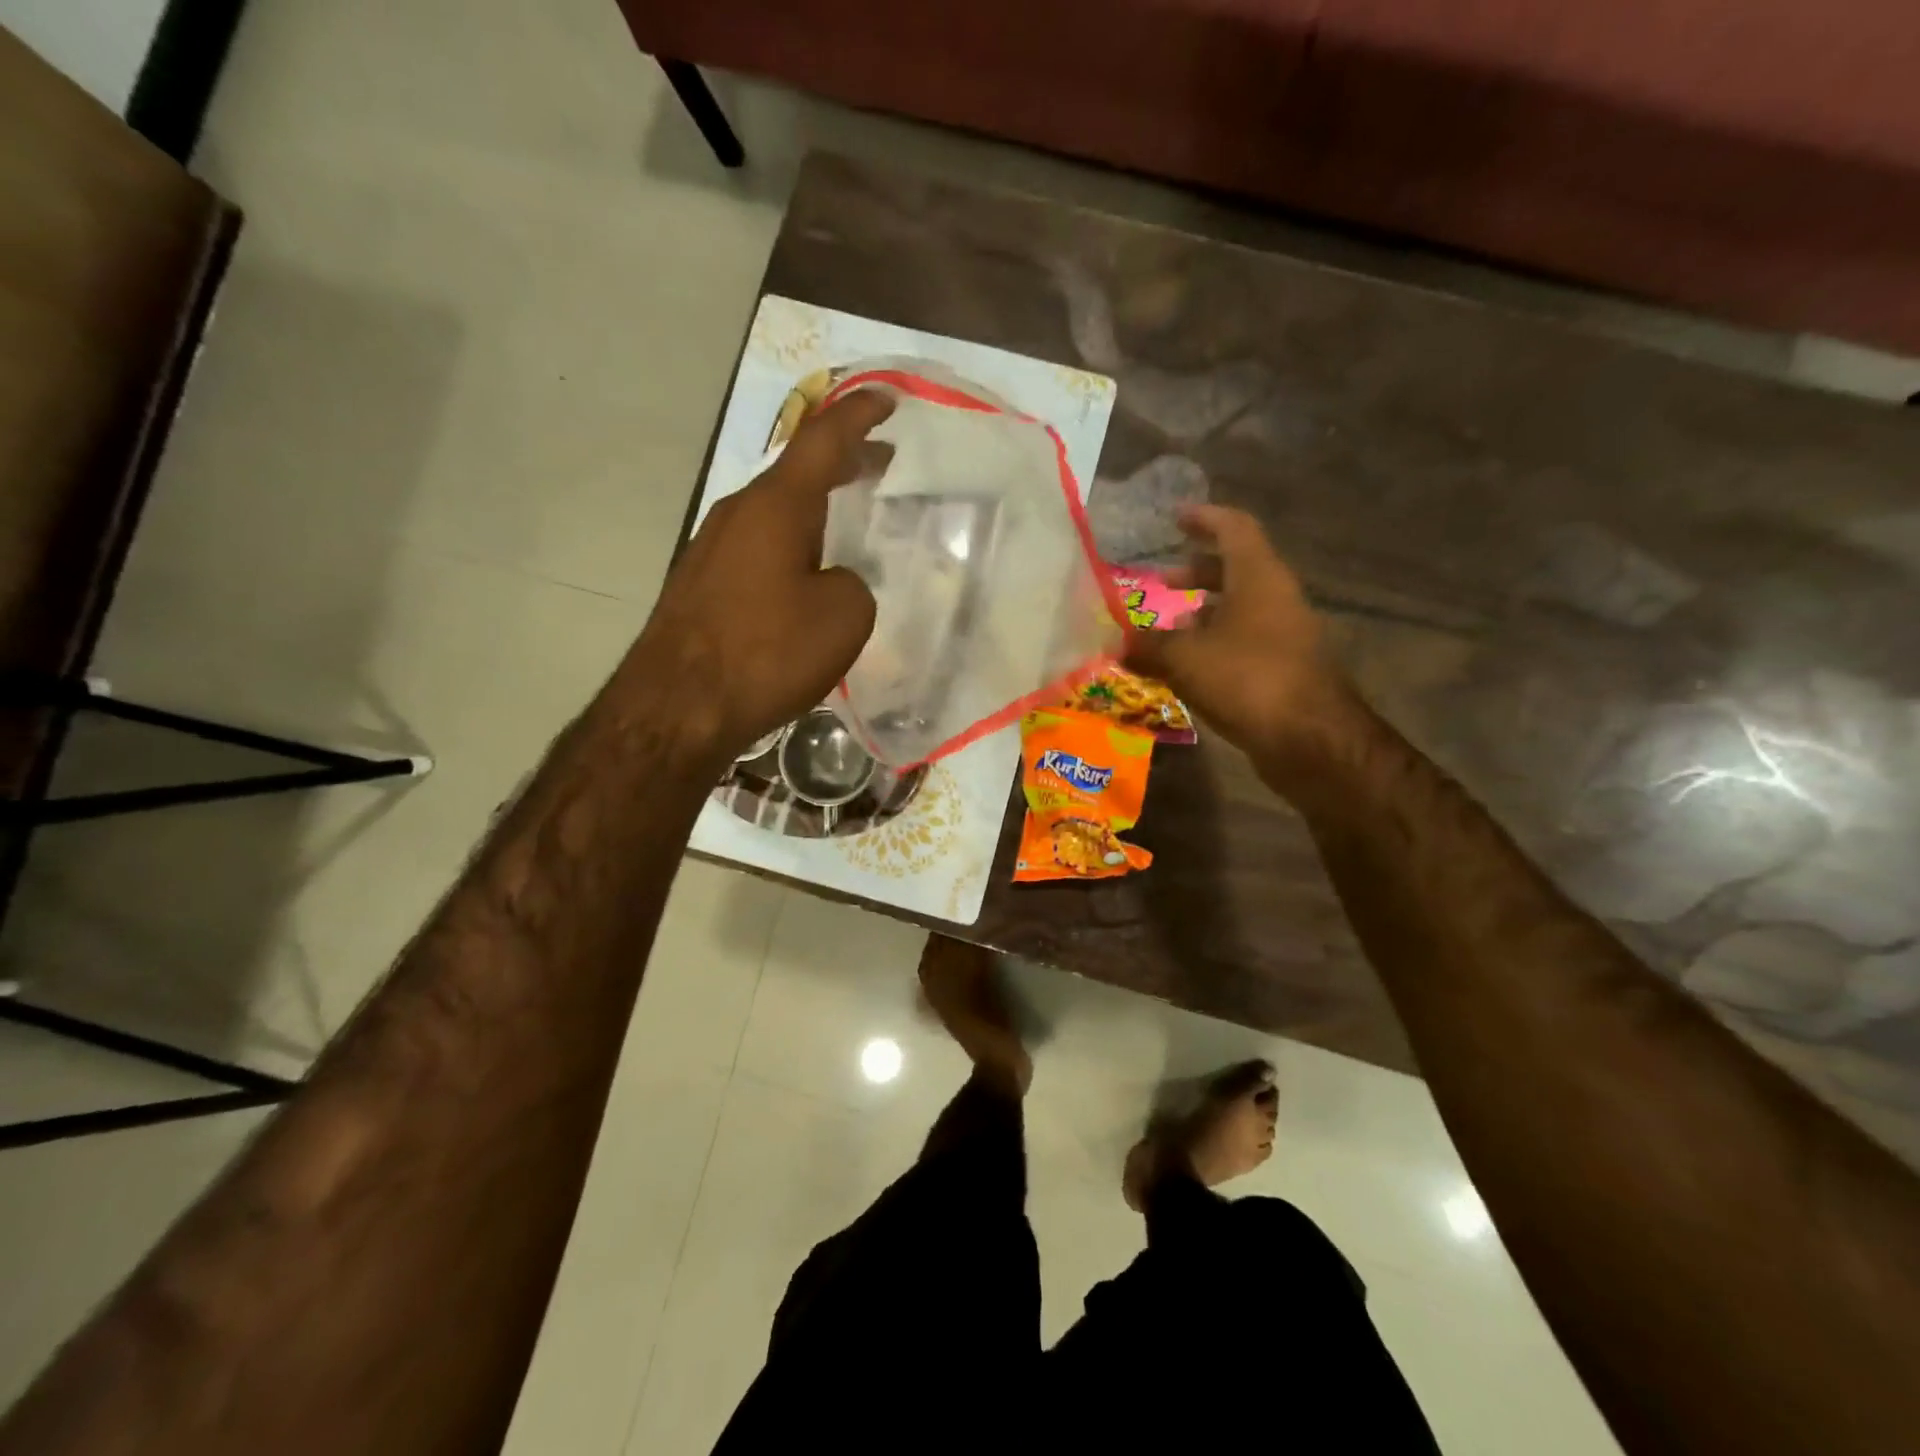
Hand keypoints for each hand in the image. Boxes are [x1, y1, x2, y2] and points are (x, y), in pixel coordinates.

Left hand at [633, 390, 891, 759]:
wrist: (678, 707)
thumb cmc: (767, 652)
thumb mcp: (843, 617)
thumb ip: (852, 585)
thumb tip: (831, 582)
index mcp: (776, 506)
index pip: (823, 440)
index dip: (859, 415)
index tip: (887, 398)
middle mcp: (738, 513)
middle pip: (797, 474)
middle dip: (842, 463)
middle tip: (880, 462)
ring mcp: (712, 548)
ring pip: (775, 513)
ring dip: (815, 508)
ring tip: (847, 518)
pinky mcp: (701, 585)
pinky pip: (758, 548)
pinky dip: (791, 544)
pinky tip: (805, 576)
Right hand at [1125, 505, 1358, 782]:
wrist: (1310, 740)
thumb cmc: (1247, 680)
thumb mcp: (1185, 659)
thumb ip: (1148, 647)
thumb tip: (1116, 643)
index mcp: (1259, 578)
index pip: (1234, 528)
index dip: (1204, 518)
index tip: (1175, 517)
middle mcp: (1276, 598)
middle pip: (1237, 569)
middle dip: (1197, 571)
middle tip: (1163, 581)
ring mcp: (1285, 634)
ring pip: (1240, 608)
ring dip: (1204, 612)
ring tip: (1168, 630)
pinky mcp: (1284, 668)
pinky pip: (1244, 640)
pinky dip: (1215, 642)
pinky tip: (1190, 667)